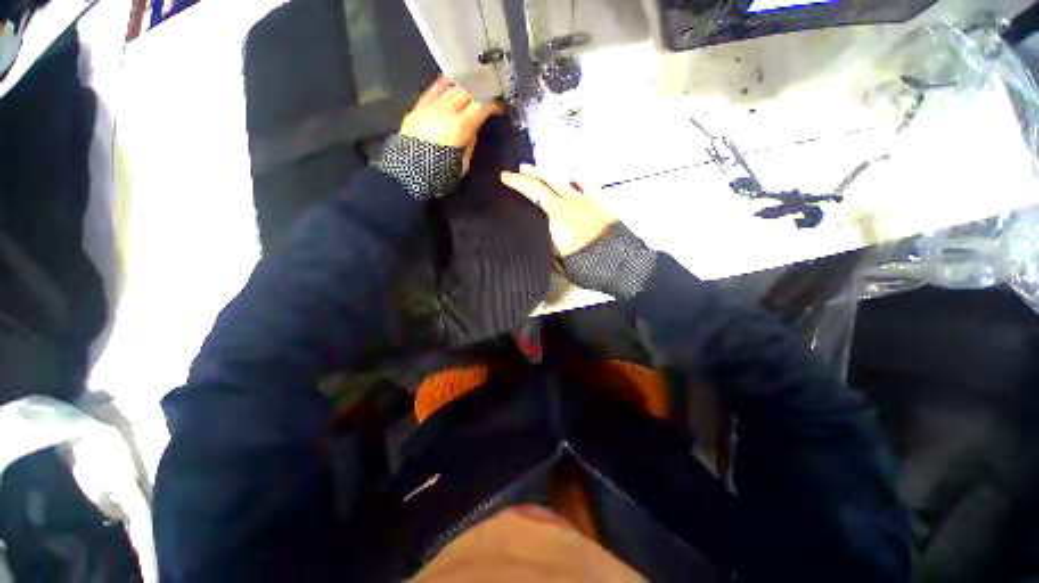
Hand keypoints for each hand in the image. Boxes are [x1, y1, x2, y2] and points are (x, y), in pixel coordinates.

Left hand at [401, 76, 502, 172]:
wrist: (408, 171)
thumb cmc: (439, 172)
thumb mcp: (462, 162)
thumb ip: (470, 141)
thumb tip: (473, 127)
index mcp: (460, 126)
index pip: (481, 106)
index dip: (493, 104)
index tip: (499, 106)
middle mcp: (446, 110)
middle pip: (467, 92)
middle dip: (481, 91)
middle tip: (489, 93)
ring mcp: (431, 105)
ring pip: (452, 87)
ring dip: (465, 85)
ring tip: (474, 84)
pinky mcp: (419, 106)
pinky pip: (434, 88)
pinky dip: (445, 82)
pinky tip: (452, 79)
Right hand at [500, 164, 617, 255]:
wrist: (617, 260)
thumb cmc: (584, 262)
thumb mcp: (556, 256)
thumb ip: (545, 240)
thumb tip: (536, 231)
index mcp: (556, 213)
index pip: (532, 190)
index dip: (517, 182)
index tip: (504, 177)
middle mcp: (570, 201)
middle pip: (547, 180)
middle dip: (531, 173)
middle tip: (519, 169)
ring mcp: (586, 200)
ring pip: (564, 180)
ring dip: (549, 175)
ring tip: (539, 171)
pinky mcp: (599, 203)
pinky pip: (583, 186)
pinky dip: (572, 181)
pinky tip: (569, 180)